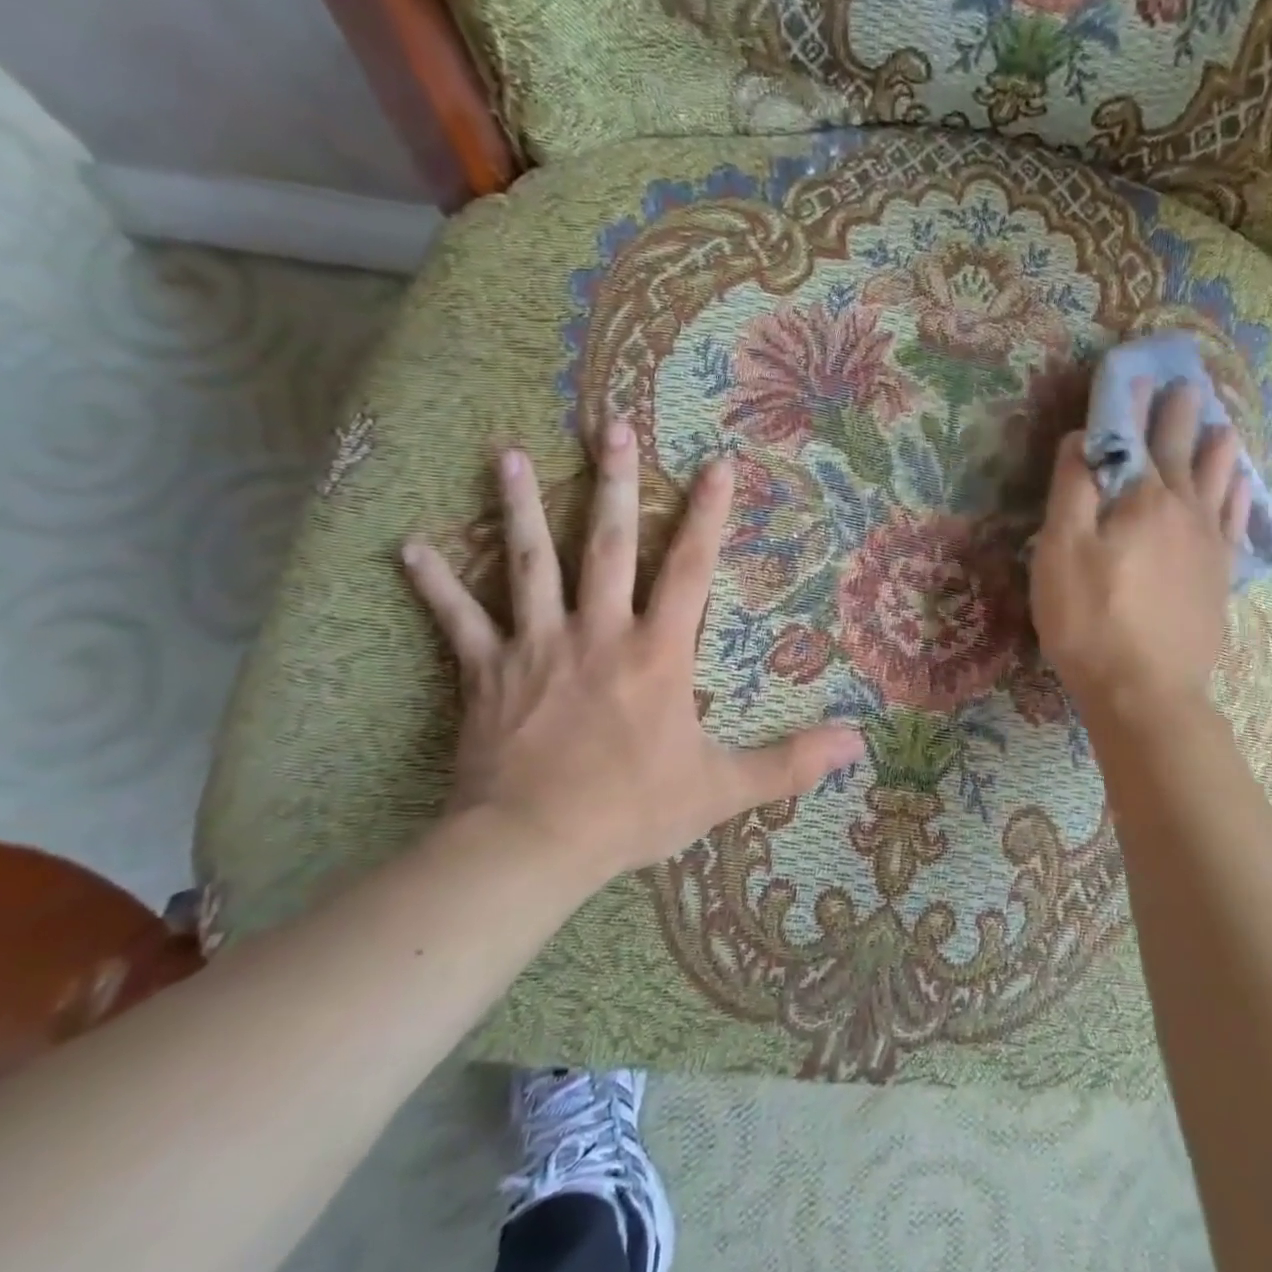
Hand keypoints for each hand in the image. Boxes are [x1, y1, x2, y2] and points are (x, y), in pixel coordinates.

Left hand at [402, 417, 864, 888]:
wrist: (533, 846)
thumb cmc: (633, 810)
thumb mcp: (724, 788)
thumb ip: (792, 762)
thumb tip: (860, 744)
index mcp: (658, 653)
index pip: (691, 569)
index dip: (710, 515)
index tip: (718, 463)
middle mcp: (599, 632)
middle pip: (609, 544)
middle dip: (614, 482)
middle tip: (610, 425)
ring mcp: (538, 646)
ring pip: (529, 563)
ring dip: (520, 508)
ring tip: (505, 455)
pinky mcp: (487, 672)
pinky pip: (457, 620)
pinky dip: (435, 584)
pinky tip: (411, 547)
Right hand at [1030, 381, 1252, 718]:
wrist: (1146, 691)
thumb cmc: (1090, 621)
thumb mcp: (1060, 553)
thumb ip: (1072, 490)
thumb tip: (1083, 438)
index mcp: (1142, 499)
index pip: (1134, 438)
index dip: (1132, 405)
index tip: (1137, 375)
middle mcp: (1184, 510)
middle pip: (1182, 452)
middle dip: (1180, 416)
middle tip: (1187, 386)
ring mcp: (1209, 545)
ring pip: (1219, 482)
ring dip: (1218, 449)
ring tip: (1224, 426)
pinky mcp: (1220, 577)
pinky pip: (1235, 522)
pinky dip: (1238, 496)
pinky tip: (1241, 487)